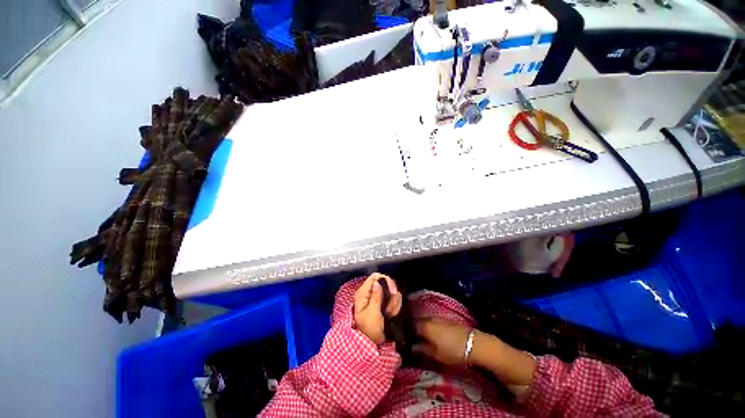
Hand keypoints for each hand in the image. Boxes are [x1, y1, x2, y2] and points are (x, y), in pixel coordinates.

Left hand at [353, 273, 402, 343]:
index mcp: (363, 293)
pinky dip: (394, 307)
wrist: (371, 345)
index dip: (385, 280)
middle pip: (385, 283)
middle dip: (391, 295)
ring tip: (389, 315)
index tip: (393, 291)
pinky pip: (392, 300)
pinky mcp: (381, 303)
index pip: (375, 276)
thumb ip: (375, 297)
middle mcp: (369, 292)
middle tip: (390, 309)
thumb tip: (377, 283)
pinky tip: (391, 315)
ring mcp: (375, 298)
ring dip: (393, 303)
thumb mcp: (372, 314)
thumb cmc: (369, 330)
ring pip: (390, 292)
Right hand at [412, 318, 471, 366]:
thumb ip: (422, 349)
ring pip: (426, 320)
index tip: (406, 339)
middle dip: (415, 328)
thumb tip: (412, 347)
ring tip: (422, 336)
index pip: (412, 326)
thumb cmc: (452, 351)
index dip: (408, 332)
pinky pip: (433, 321)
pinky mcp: (446, 319)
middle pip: (419, 321)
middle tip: (413, 338)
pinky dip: (431, 326)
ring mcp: (439, 318)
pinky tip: (433, 334)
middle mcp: (430, 319)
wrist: (473, 343)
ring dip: (423, 326)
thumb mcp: (436, 354)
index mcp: (425, 326)